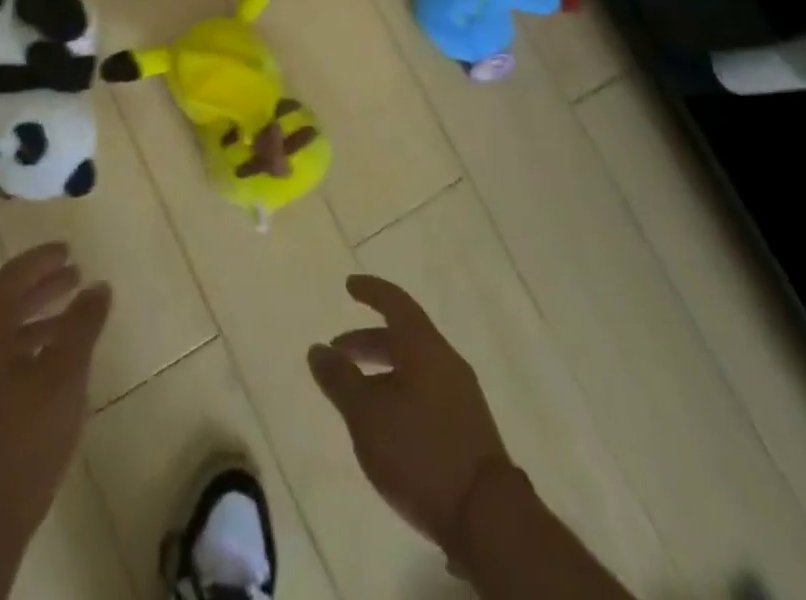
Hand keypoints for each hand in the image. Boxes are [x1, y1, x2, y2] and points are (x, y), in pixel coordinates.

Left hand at [0, 243, 110, 550]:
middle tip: (76, 274)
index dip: (40, 260)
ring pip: (7, 337)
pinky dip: (33, 349)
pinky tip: (56, 365)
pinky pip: (5, 363)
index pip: (10, 280)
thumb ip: (82, 327)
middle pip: (6, 305)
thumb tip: (99, 286)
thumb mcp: (63, 378)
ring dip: (40, 319)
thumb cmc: (21, 443)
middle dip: (42, 287)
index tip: (69, 250)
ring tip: (74, 317)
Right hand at [308, 275, 510, 554]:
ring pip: (414, 367)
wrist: (488, 519)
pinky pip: (426, 392)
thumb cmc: (421, 452)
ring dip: (382, 371)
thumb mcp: (367, 415)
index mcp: (425, 347)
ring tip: (356, 394)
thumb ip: (340, 380)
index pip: (396, 303)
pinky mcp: (467, 428)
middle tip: (338, 352)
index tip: (350, 286)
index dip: (371, 291)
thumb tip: (318, 349)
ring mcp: (461, 395)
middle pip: (403, 337)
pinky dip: (400, 392)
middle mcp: (446, 361)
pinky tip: (385, 423)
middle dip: (368, 341)